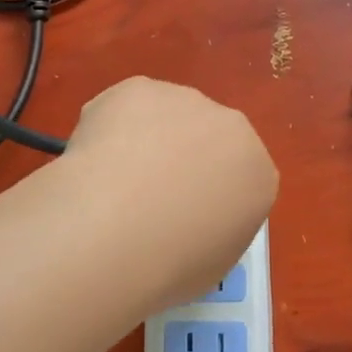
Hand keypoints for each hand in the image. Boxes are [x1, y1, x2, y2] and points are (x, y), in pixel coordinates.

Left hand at [61, 76, 278, 303]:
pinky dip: (109, 128)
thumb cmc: (172, 262)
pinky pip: (125, 108)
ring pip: (165, 117)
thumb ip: (214, 228)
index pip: (238, 178)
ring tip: (111, 182)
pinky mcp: (139, 87)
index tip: (179, 218)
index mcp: (258, 173)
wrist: (116, 228)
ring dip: (145, 140)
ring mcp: (184, 100)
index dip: (205, 195)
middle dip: (180, 159)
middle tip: (144, 198)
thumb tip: (189, 219)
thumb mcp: (214, 264)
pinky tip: (93, 161)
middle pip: (206, 138)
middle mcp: (230, 126)